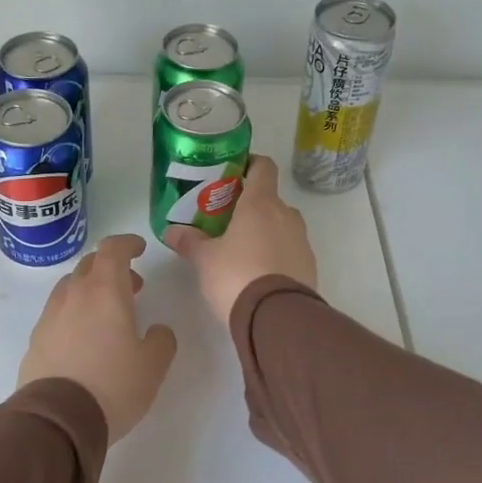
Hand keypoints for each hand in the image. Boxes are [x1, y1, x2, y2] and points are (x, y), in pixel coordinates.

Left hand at [18, 234, 178, 443]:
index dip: (127, 243)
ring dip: (91, 290)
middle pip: (89, 265)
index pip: (113, 249)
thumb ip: (162, 340)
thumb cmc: (113, 385)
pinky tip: (84, 339)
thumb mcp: (153, 365)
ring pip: (70, 288)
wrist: (57, 419)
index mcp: (105, 290)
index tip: (140, 249)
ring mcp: (50, 316)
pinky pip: (57, 314)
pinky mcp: (36, 340)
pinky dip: (74, 314)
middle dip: (111, 268)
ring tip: (107, 315)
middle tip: (132, 286)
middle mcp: (74, 295)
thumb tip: (157, 331)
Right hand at [165, 155, 317, 324]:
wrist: (277, 318)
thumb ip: (190, 242)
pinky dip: (277, 254)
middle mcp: (286, 215)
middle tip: (227, 221)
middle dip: (251, 207)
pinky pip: (290, 250)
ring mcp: (302, 241)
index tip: (234, 172)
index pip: (263, 167)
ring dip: (265, 232)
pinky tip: (259, 274)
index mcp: (261, 204)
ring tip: (242, 251)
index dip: (250, 164)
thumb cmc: (237, 276)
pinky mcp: (310, 265)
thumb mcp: (205, 260)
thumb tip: (171, 231)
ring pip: (282, 225)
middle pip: (270, 199)